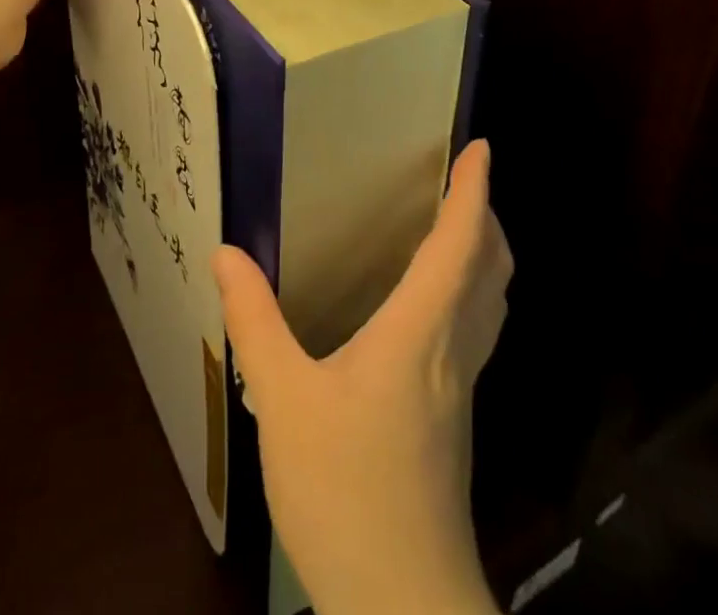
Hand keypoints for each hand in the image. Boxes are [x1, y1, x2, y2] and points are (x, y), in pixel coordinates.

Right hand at [213, 140, 510, 614]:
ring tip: (458, 228)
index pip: (460, 246)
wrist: (403, 608)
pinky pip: (475, 332)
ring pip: (489, 305)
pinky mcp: (453, 421)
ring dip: (485, 256)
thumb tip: (227, 252)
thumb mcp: (284, 401)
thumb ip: (255, 323)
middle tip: (467, 181)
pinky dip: (470, 294)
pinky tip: (433, 306)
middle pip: (490, 272)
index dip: (474, 194)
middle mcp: (452, 353)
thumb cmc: (347, 491)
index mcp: (421, 334)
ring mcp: (460, 391)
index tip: (483, 149)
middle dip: (487, 219)